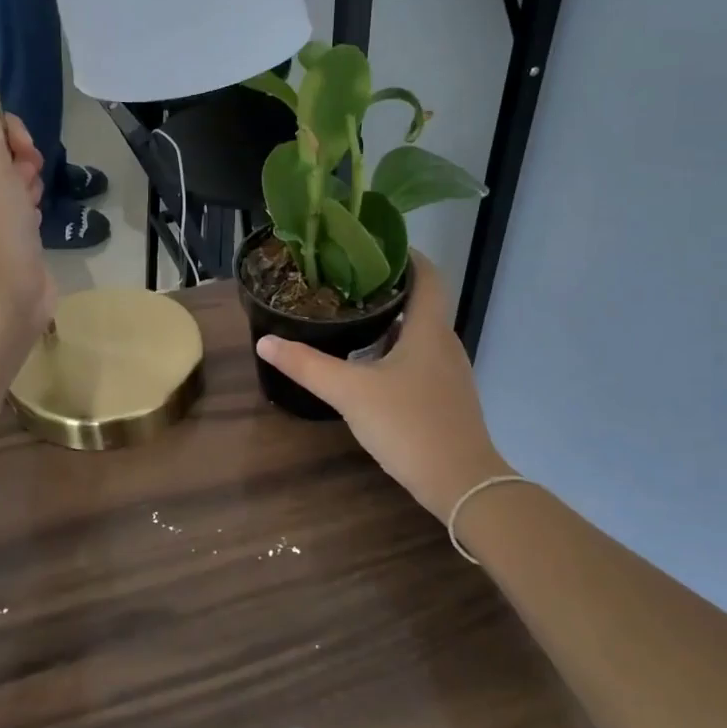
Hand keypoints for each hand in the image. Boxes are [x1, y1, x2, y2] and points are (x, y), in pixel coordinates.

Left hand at [0, 63, 54, 345]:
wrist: (3, 301)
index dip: (3, 130)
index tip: (19, 150)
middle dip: (20, 158)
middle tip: (26, 179)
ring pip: (13, 180)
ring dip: (29, 182)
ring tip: (32, 204)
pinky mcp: (8, 240)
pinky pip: (22, 207)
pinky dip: (32, 207)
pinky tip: (37, 220)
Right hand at [256, 253, 508, 519]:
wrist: (461, 483)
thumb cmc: (409, 424)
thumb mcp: (350, 392)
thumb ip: (307, 365)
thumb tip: (265, 341)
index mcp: (429, 329)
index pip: (427, 275)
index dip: (406, 255)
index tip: (372, 244)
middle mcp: (445, 343)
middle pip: (421, 302)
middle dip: (387, 288)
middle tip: (346, 282)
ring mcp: (449, 373)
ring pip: (420, 333)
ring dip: (391, 322)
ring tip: (351, 319)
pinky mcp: (446, 397)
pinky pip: (421, 359)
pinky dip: (396, 351)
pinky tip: (369, 366)